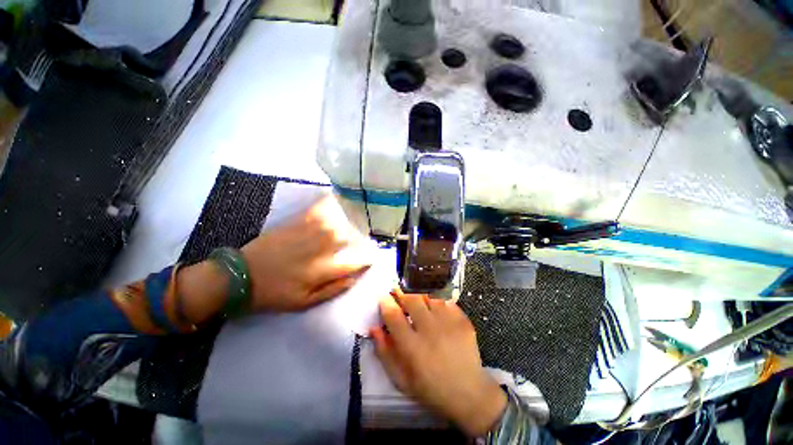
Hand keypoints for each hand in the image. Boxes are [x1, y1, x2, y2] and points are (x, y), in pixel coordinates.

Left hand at [241, 195, 374, 311]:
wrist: (240, 276)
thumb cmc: (273, 293)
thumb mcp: (304, 303)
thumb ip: (332, 290)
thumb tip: (354, 278)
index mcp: (320, 272)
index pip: (352, 263)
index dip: (365, 260)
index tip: (372, 257)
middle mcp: (318, 251)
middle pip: (346, 239)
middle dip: (358, 238)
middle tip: (362, 238)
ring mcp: (306, 235)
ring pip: (335, 224)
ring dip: (346, 222)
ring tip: (353, 221)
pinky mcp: (294, 225)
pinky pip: (315, 212)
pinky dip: (326, 204)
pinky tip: (333, 199)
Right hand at [371, 289, 506, 436]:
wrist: (468, 393)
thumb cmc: (430, 389)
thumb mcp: (401, 379)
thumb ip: (385, 352)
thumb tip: (374, 328)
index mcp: (413, 348)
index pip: (394, 316)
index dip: (386, 303)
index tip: (383, 298)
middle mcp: (430, 331)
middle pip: (412, 300)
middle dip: (402, 293)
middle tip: (398, 292)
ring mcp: (449, 323)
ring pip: (429, 297)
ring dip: (419, 296)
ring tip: (417, 300)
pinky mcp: (463, 320)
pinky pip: (446, 301)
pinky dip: (437, 301)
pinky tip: (435, 308)